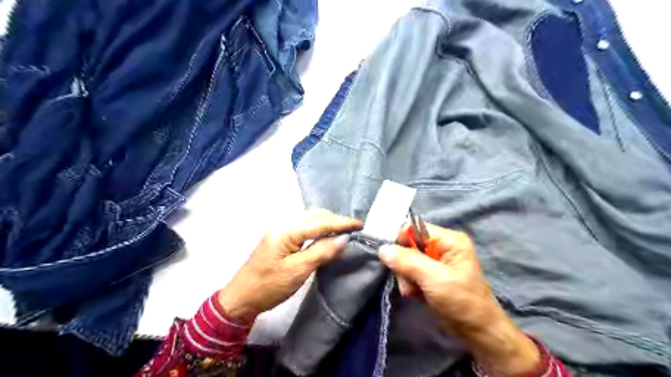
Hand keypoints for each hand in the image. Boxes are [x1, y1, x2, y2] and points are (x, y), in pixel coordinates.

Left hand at [219, 210, 360, 323]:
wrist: (240, 298)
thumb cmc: (269, 287)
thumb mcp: (298, 271)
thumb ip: (321, 252)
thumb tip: (344, 238)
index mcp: (286, 232)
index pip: (319, 222)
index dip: (341, 223)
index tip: (360, 224)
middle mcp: (283, 225)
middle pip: (314, 216)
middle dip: (335, 220)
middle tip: (354, 228)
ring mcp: (280, 231)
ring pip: (309, 220)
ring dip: (327, 223)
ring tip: (343, 230)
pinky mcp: (279, 238)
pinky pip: (303, 227)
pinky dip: (318, 229)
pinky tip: (325, 235)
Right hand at [377, 224, 538, 376]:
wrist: (478, 332)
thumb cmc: (461, 302)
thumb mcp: (435, 279)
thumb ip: (408, 262)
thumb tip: (382, 249)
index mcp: (448, 240)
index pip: (414, 228)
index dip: (400, 241)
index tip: (392, 258)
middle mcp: (441, 246)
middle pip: (408, 245)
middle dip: (404, 265)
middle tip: (409, 281)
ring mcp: (435, 261)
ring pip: (406, 260)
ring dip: (405, 277)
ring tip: (415, 291)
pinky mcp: (430, 274)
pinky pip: (410, 272)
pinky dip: (409, 284)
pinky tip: (416, 294)